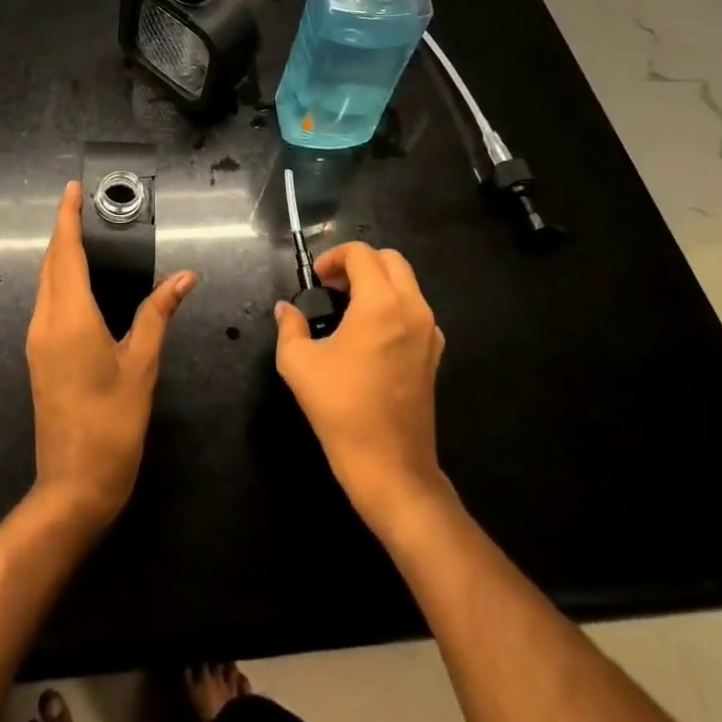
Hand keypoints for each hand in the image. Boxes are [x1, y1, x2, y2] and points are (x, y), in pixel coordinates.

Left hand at [27, 181, 195, 526]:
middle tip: (84, 205)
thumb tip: (184, 276)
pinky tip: (81, 280)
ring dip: (61, 253)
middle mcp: (45, 321)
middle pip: (51, 262)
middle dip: (64, 230)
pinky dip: (60, 277)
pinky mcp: (38, 355)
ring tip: (86, 233)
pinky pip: (47, 301)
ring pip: (46, 281)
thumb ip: (158, 314)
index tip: (71, 188)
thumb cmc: (112, 425)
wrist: (72, 487)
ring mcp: (37, 340)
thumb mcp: (141, 366)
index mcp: (69, 317)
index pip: (65, 252)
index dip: (67, 217)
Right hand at [274, 241, 449, 532]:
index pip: (360, 254)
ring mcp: (429, 332)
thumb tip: (286, 309)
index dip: (333, 257)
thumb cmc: (342, 409)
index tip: (315, 280)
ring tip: (347, 309)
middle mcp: (412, 308)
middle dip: (359, 264)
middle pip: (390, 260)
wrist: (390, 467)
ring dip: (377, 283)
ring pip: (406, 283)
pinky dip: (392, 305)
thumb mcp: (299, 364)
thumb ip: (290, 326)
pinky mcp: (434, 354)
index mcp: (381, 303)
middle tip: (332, 287)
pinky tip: (368, 335)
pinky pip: (415, 310)